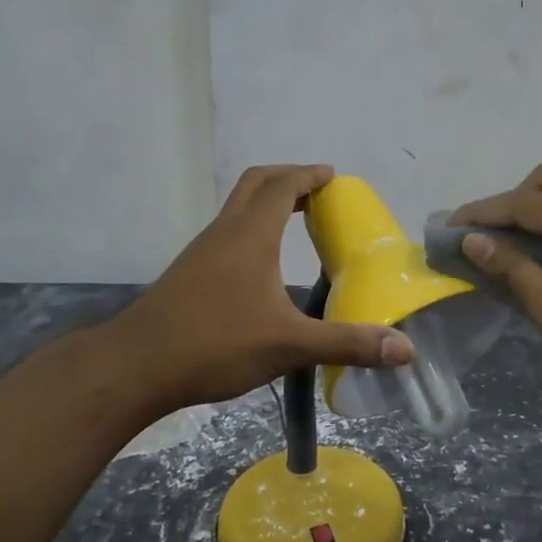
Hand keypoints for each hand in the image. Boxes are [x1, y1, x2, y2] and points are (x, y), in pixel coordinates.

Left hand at [107, 165, 414, 417]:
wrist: (136, 366)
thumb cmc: (215, 344)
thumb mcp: (289, 345)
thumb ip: (346, 344)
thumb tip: (405, 349)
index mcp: (251, 235)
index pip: (283, 185)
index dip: (309, 175)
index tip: (333, 176)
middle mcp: (225, 232)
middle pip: (256, 183)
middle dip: (289, 178)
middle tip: (318, 193)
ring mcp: (202, 250)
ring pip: (238, 207)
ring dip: (268, 202)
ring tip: (298, 222)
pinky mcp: (189, 271)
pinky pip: (228, 231)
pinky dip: (252, 227)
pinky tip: (263, 264)